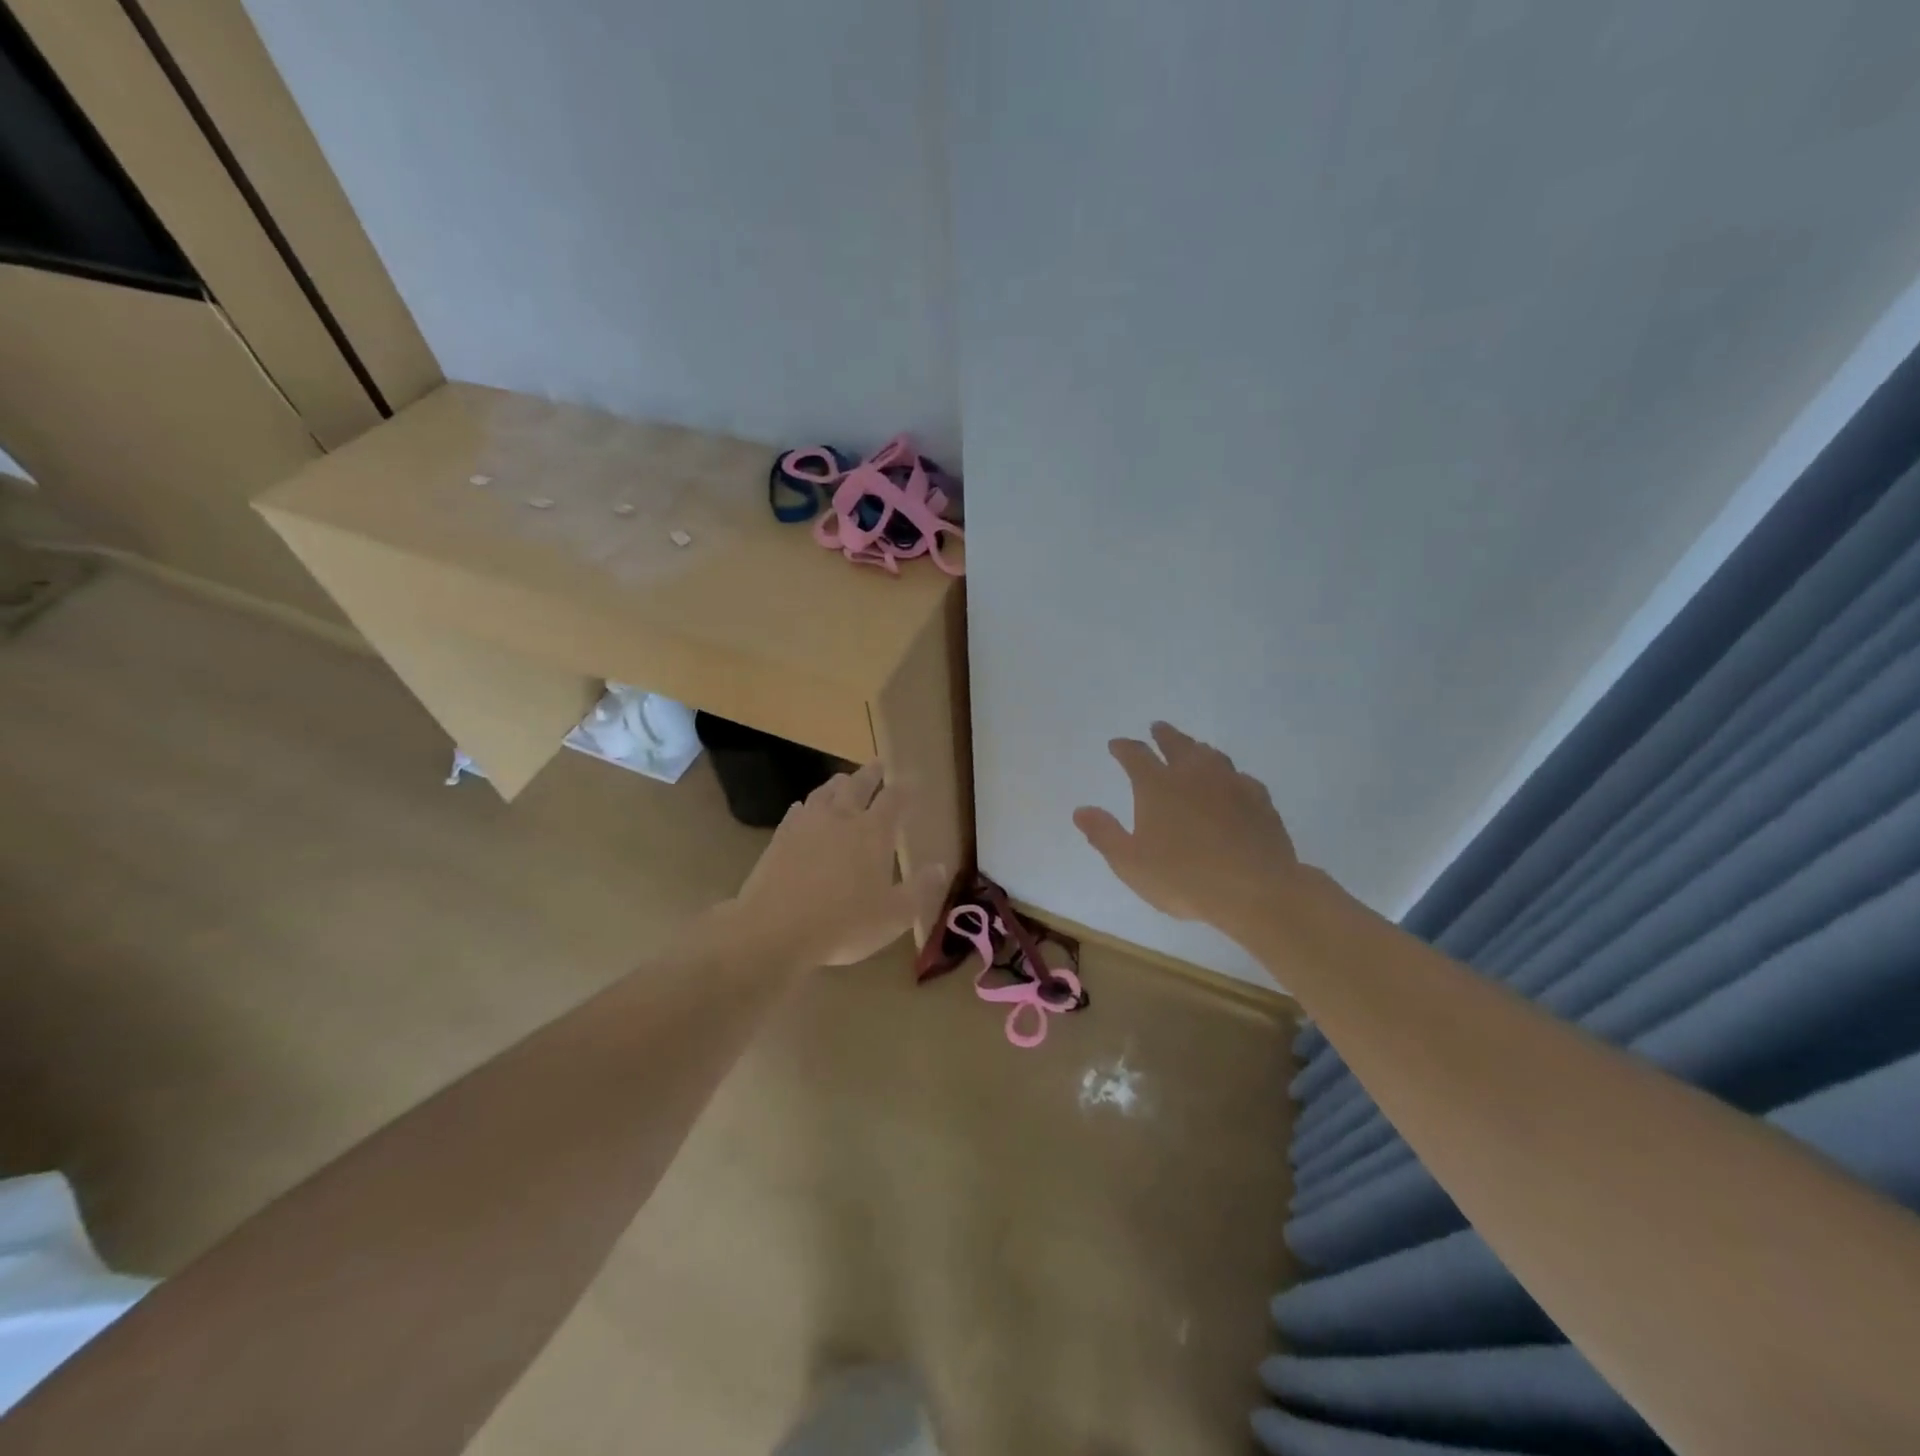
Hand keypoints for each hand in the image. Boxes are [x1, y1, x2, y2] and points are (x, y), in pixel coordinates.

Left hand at [729, 763, 947, 967]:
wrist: (775, 928)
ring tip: (843, 780)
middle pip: (857, 785)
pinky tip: (804, 808)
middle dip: (871, 774)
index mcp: (873, 832)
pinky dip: (806, 805)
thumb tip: (941, 867)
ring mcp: (807, 825)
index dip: (904, 787)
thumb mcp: (894, 915)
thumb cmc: (844, 924)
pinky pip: (796, 811)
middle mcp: (842, 819)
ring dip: (837, 783)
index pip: (893, 799)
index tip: (911, 779)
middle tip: (877, 764)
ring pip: (825, 792)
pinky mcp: (780, 837)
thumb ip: (920, 889)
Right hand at [1074, 722, 1306, 941]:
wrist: (1255, 891)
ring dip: (1197, 748)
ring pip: (1211, 755)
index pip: (1136, 755)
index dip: (1124, 748)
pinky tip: (1232, 782)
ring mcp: (1231, 783)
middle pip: (1177, 744)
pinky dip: (1229, 775)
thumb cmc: (1183, 878)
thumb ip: (1104, 834)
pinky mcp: (1259, 800)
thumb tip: (1081, 810)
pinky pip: (1240, 777)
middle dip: (1164, 735)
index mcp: (1157, 786)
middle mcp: (1193, 774)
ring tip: (1193, 748)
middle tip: (1157, 728)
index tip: (1116, 745)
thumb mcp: (1130, 863)